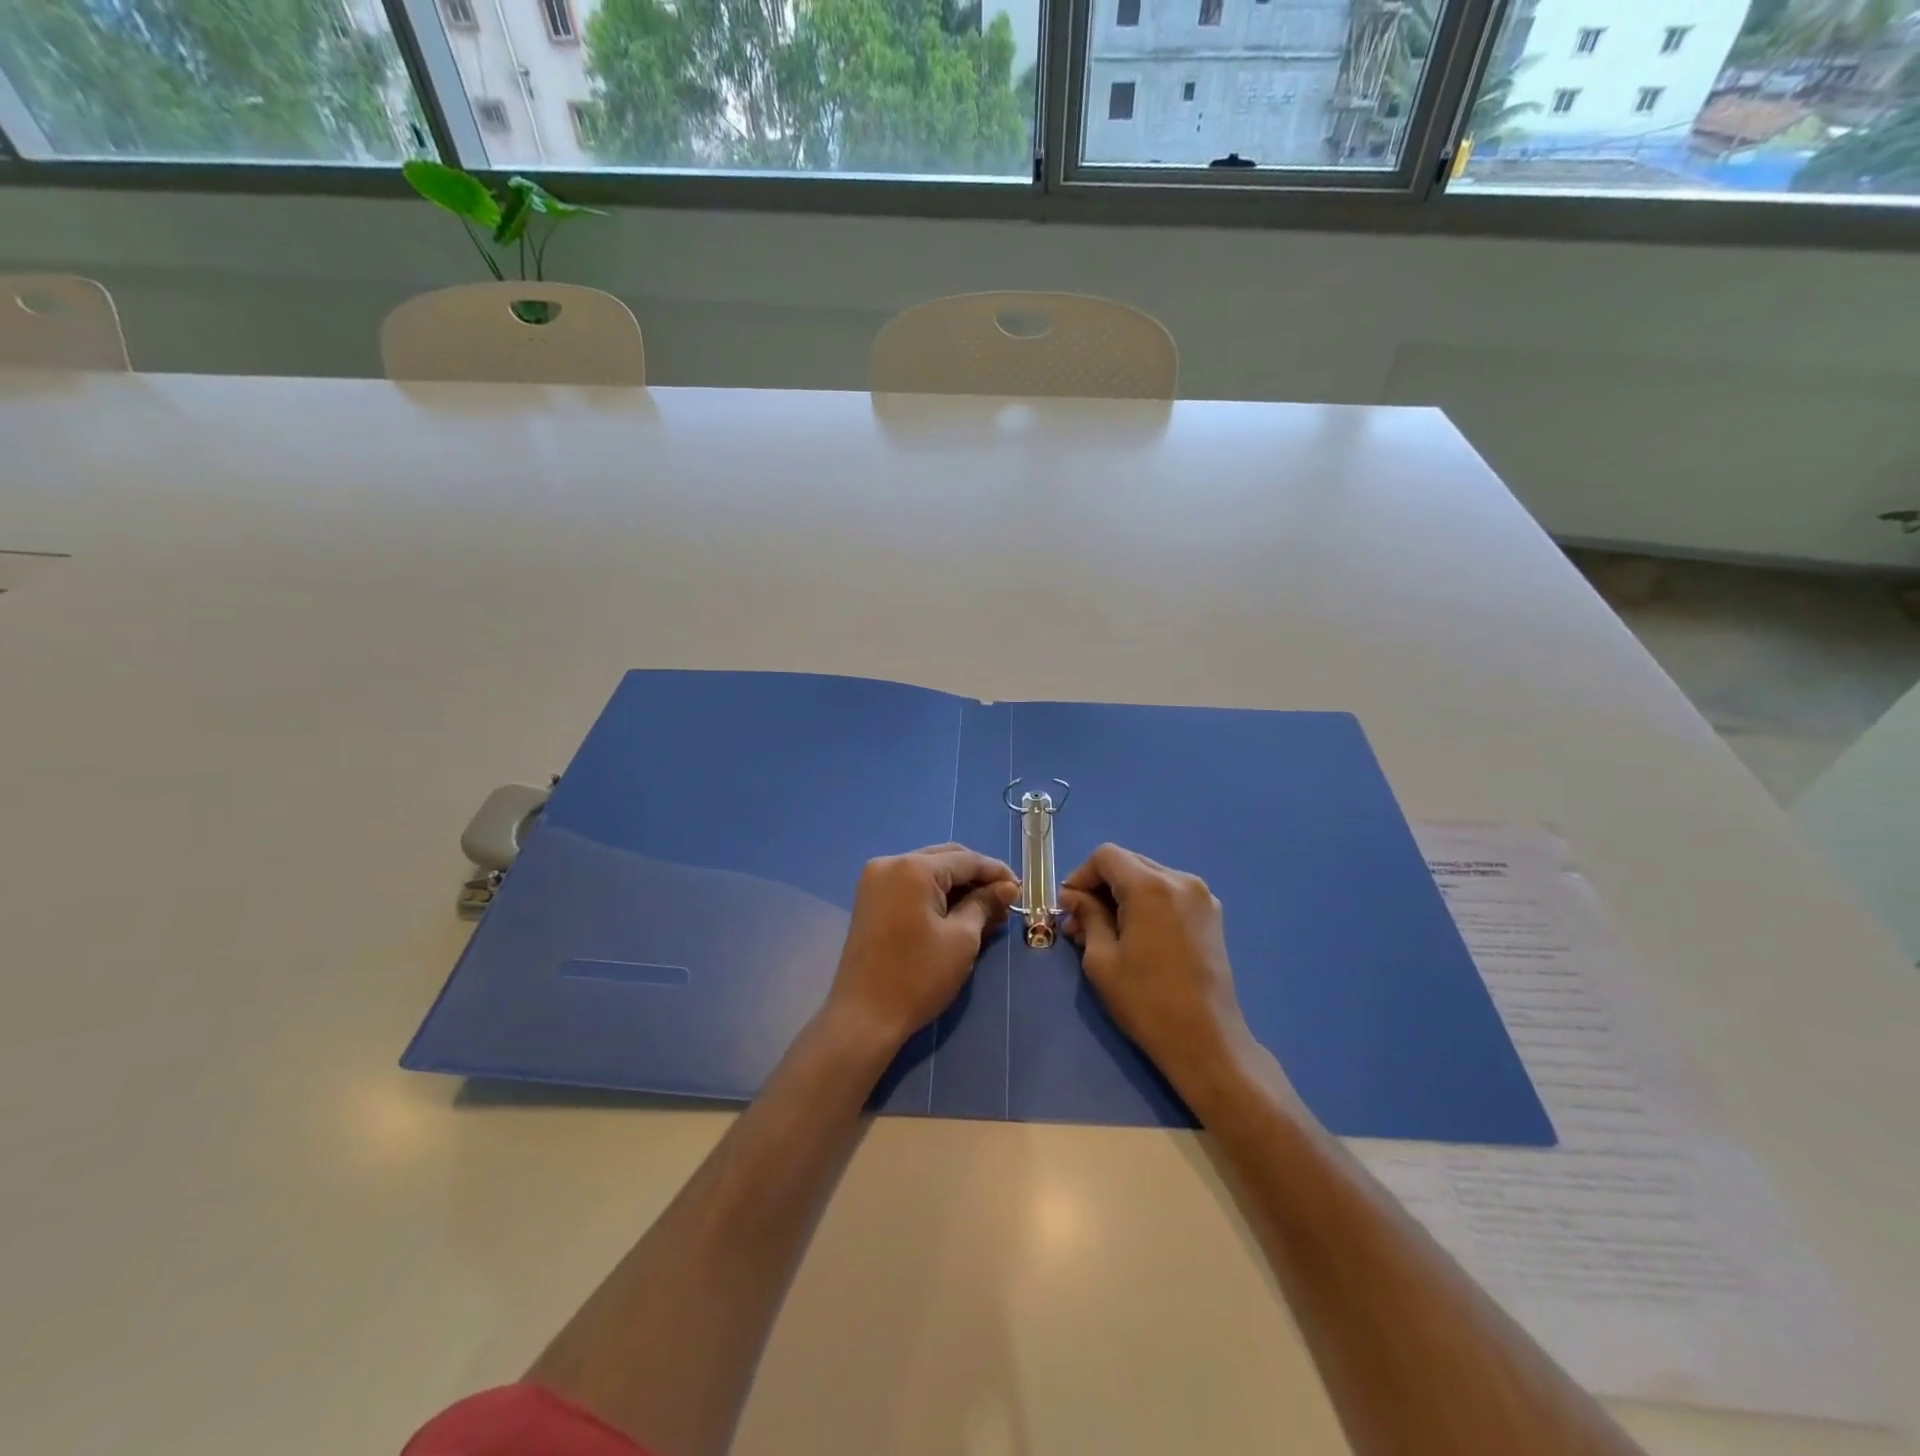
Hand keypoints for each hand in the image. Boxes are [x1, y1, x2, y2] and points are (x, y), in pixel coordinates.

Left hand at [824, 843, 1018, 1055]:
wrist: (864, 1016)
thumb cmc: (918, 976)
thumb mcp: (961, 939)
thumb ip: (984, 904)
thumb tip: (1007, 888)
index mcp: (913, 867)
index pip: (966, 860)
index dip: (997, 872)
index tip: (1020, 889)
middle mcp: (890, 863)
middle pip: (945, 859)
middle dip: (976, 876)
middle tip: (1004, 899)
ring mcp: (875, 881)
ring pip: (928, 871)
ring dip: (957, 886)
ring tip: (985, 909)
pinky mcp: (870, 900)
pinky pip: (911, 885)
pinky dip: (935, 895)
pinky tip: (956, 912)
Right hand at [1060, 844, 1254, 1099]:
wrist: (1207, 1041)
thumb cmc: (1146, 1001)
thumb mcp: (1102, 959)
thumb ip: (1087, 916)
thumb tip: (1073, 896)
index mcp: (1151, 886)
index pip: (1106, 856)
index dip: (1081, 876)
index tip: (1069, 908)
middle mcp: (1180, 880)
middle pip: (1129, 863)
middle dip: (1100, 886)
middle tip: (1080, 923)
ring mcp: (1201, 896)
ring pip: (1148, 878)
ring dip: (1122, 896)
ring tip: (1104, 933)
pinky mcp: (1211, 915)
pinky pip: (1169, 895)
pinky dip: (1146, 905)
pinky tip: (1134, 936)